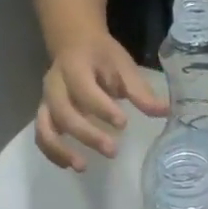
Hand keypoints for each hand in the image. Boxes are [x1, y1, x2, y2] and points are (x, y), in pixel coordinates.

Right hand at [36, 33, 168, 171]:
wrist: (74, 42)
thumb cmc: (102, 56)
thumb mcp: (122, 66)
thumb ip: (140, 91)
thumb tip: (166, 112)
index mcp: (75, 66)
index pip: (84, 89)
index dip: (102, 108)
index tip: (123, 123)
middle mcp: (55, 84)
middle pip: (64, 113)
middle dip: (87, 134)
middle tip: (112, 151)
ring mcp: (46, 100)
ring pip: (45, 127)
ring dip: (61, 149)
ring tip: (82, 167)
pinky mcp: (45, 114)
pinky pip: (42, 136)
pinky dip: (53, 153)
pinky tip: (72, 165)